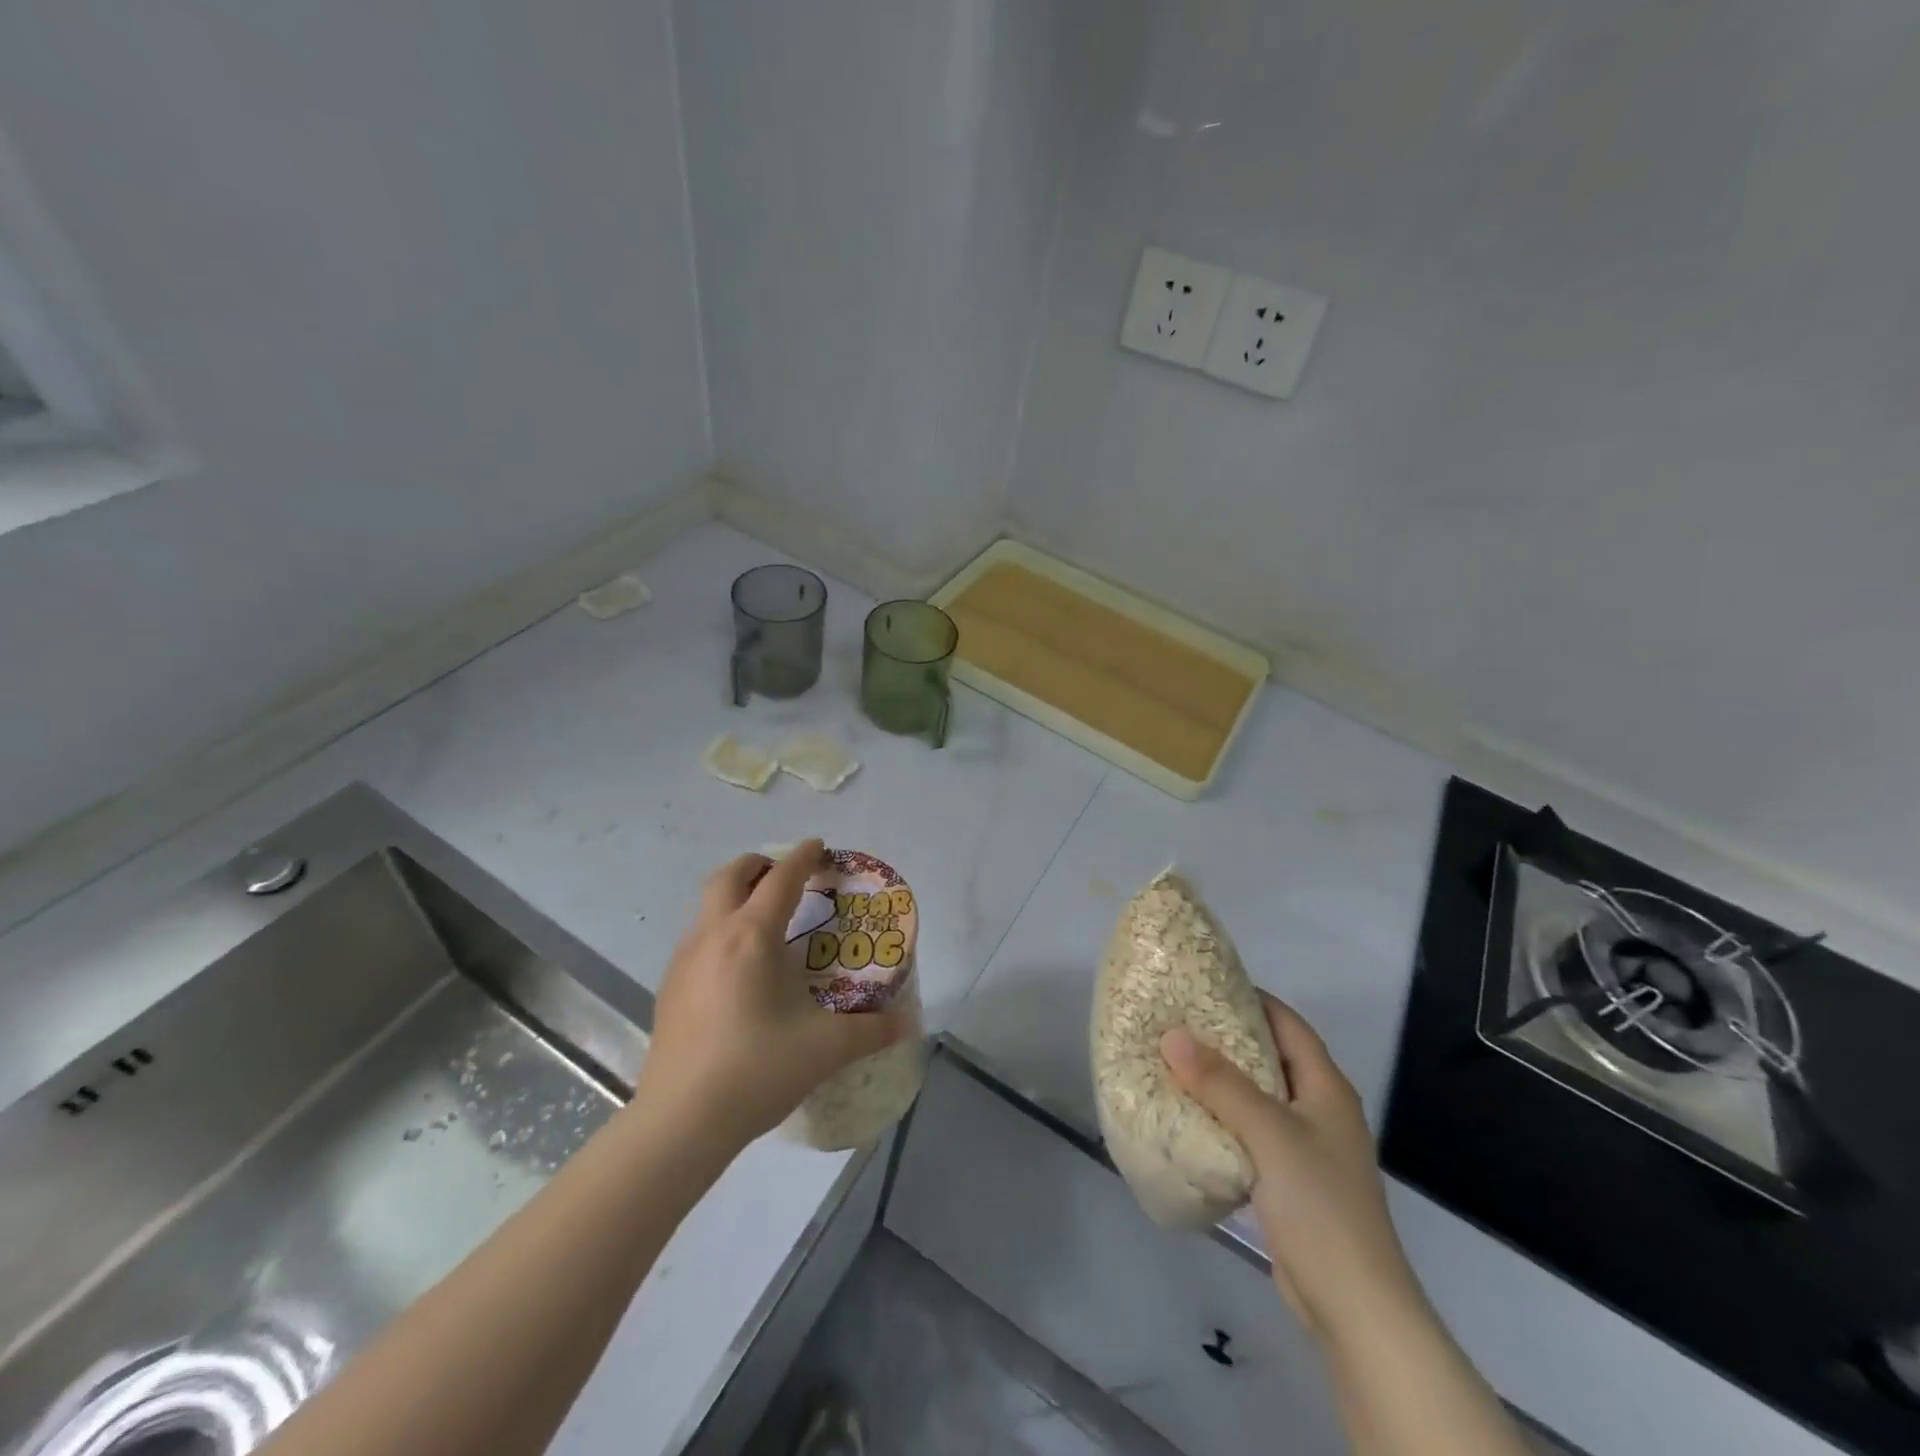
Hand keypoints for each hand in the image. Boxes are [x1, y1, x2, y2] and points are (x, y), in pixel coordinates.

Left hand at [636, 840, 912, 1154]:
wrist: (681, 1123)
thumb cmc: (757, 1070)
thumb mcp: (826, 1048)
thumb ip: (872, 1030)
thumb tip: (908, 1024)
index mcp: (752, 937)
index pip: (781, 879)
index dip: (802, 857)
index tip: (819, 846)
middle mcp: (713, 936)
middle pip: (729, 876)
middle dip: (759, 864)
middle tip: (786, 874)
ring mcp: (684, 961)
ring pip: (707, 905)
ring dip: (736, 895)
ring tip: (765, 918)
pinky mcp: (668, 988)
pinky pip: (697, 937)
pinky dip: (721, 928)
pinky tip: (738, 966)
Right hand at [1161, 993, 1421, 1346]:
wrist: (1353, 1305)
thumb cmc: (1318, 1205)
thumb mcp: (1268, 1133)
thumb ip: (1220, 1083)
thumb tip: (1172, 1034)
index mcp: (1325, 1088)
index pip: (1288, 1023)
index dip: (1251, 998)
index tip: (1204, 983)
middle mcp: (1318, 1109)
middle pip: (1270, 1057)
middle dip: (1226, 1037)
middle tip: (1177, 1020)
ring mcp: (1305, 1147)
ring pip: (1257, 1096)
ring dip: (1220, 1080)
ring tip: (1173, 1060)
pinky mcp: (1288, 1180)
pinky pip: (1250, 1132)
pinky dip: (1222, 1117)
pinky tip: (1187, 1115)